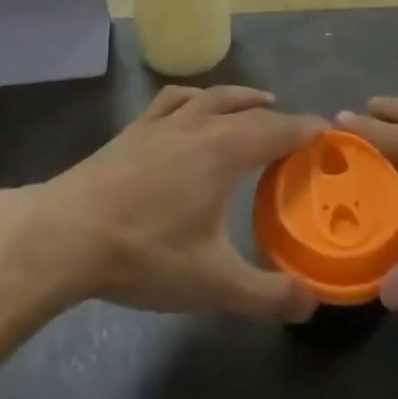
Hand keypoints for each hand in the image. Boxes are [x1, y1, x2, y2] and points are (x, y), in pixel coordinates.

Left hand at [0, 85, 325, 321]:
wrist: (67, 233)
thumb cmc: (145, 252)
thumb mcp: (212, 283)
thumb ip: (266, 294)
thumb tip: (312, 302)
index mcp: (226, 149)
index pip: (280, 129)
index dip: (308, 129)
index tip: (330, 132)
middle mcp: (201, 123)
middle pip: (250, 109)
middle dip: (279, 117)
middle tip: (298, 132)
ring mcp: (165, 121)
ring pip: (213, 96)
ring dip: (241, 97)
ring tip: (257, 103)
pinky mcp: (136, 127)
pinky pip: (175, 99)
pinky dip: (196, 97)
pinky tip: (192, 105)